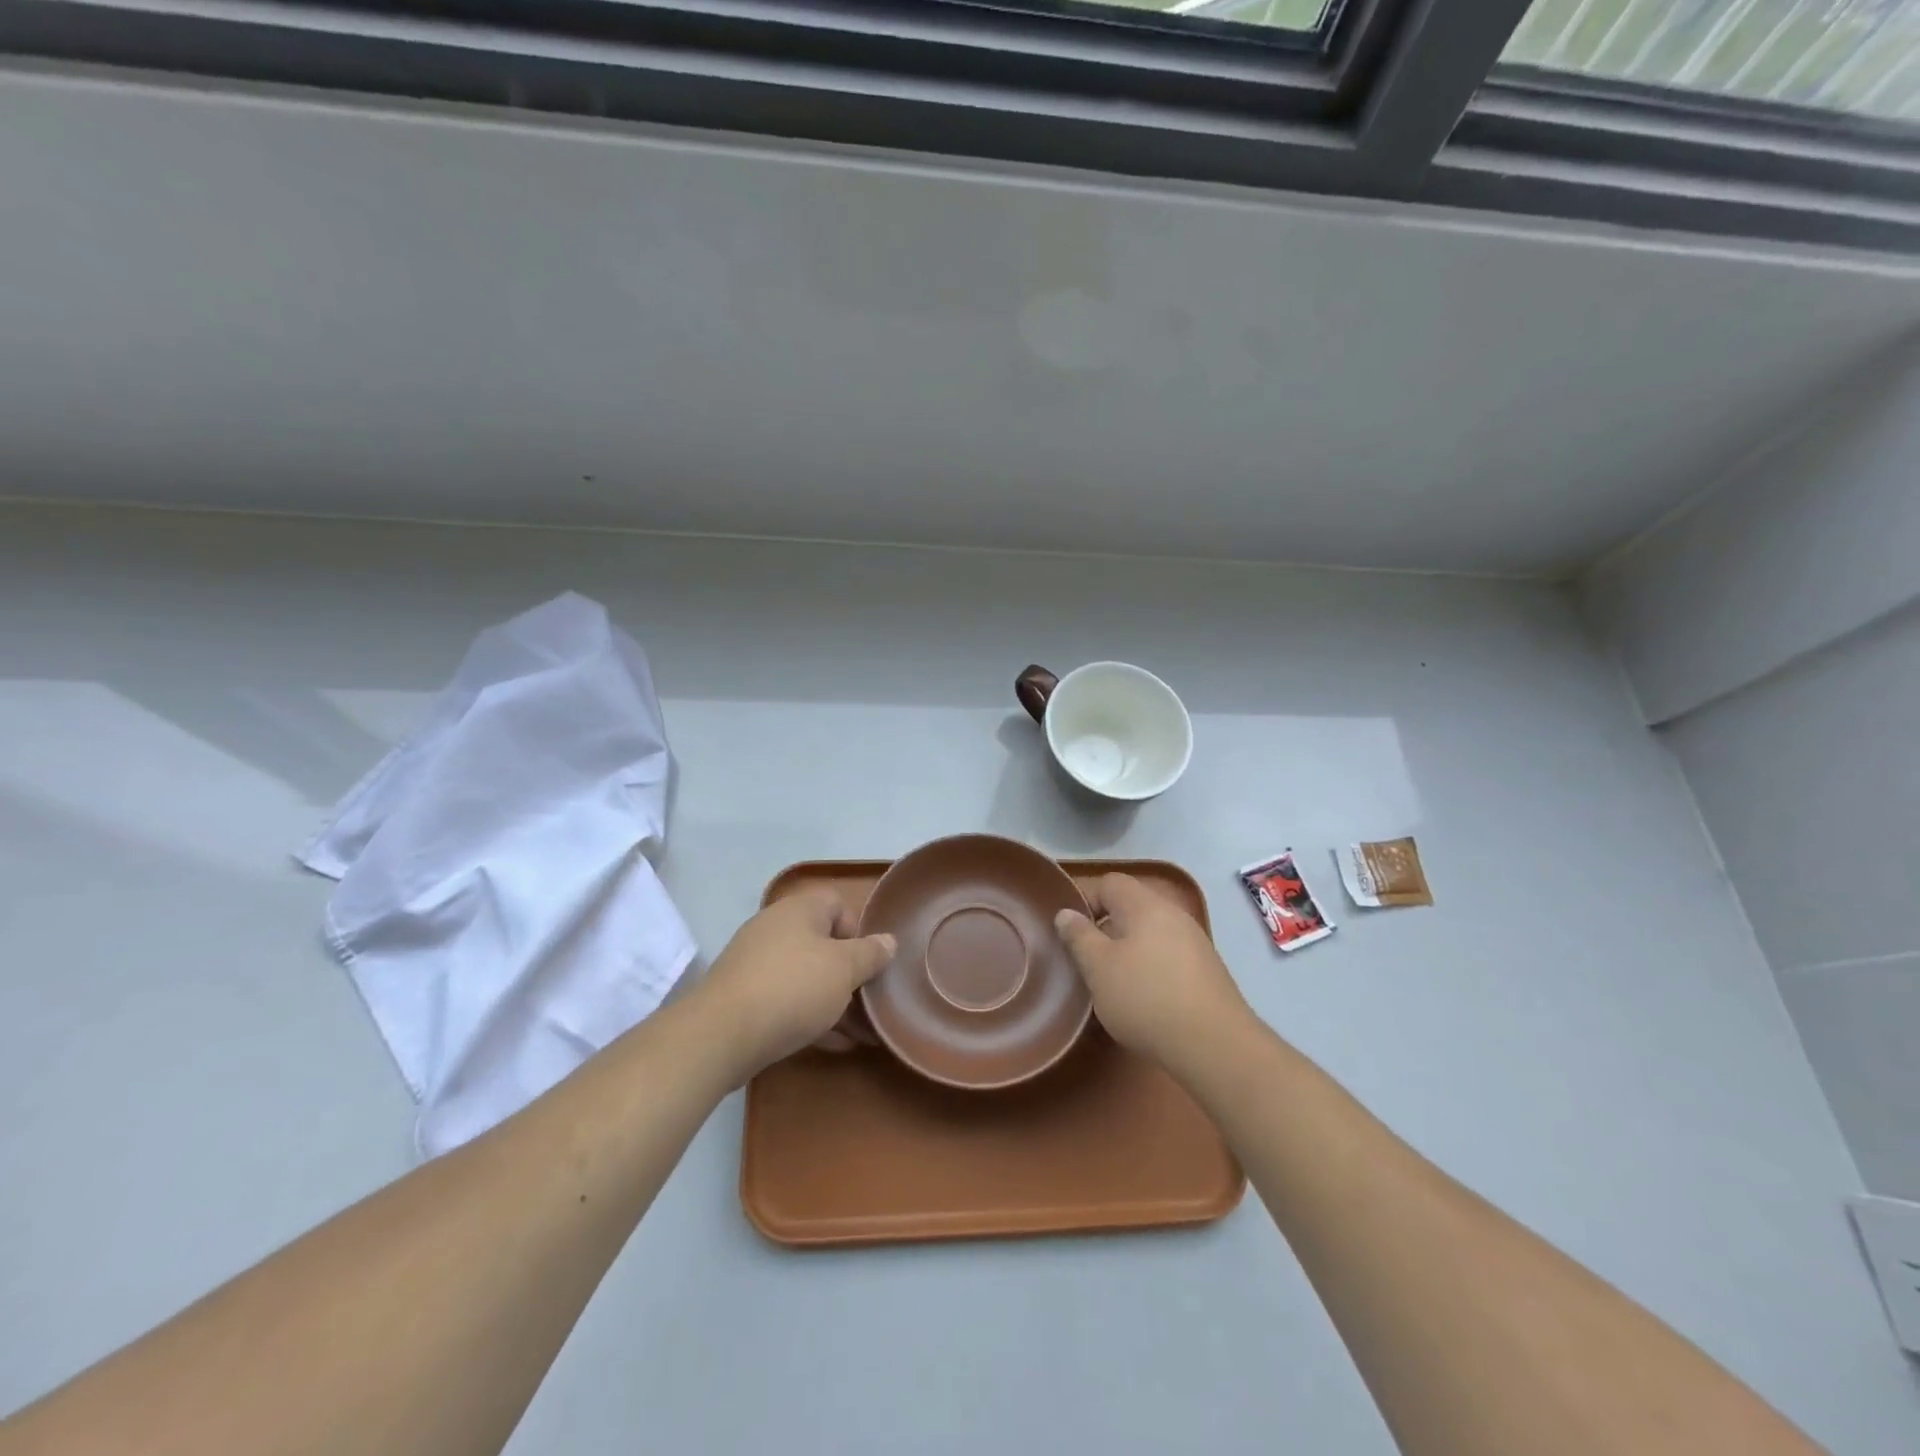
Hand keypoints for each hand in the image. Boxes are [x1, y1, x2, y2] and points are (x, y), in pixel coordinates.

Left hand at [696, 890, 896, 1081]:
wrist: (721, 1034)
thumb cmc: (793, 988)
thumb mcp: (844, 969)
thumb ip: (871, 954)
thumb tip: (888, 941)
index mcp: (800, 910)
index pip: (837, 904)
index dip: (858, 931)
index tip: (869, 962)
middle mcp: (775, 928)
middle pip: (822, 943)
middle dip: (848, 973)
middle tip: (868, 1001)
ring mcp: (755, 963)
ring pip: (805, 975)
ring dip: (832, 999)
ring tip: (859, 1031)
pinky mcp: (743, 996)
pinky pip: (786, 999)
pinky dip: (810, 1016)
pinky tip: (834, 1044)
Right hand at [1055, 873, 1251, 1076]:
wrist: (1215, 1045)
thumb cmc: (1146, 997)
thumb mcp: (1098, 968)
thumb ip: (1079, 936)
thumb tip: (1066, 913)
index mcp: (1145, 905)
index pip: (1110, 883)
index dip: (1086, 901)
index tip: (1072, 933)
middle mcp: (1173, 914)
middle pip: (1131, 907)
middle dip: (1106, 929)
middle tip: (1089, 961)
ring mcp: (1195, 942)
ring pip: (1150, 934)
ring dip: (1128, 952)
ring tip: (1113, 984)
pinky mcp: (1207, 971)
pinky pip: (1168, 956)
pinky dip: (1151, 969)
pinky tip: (1144, 1000)